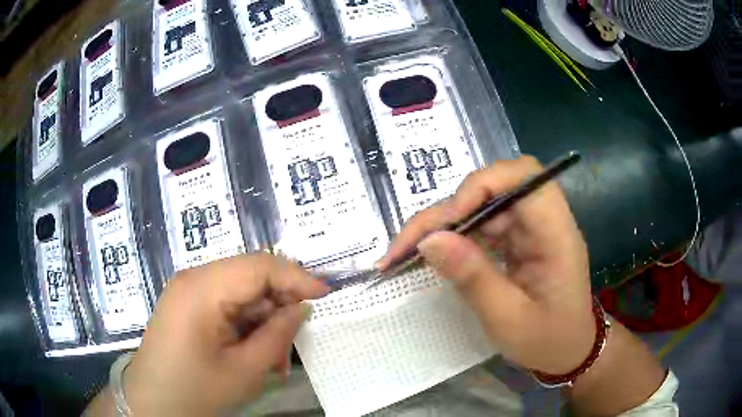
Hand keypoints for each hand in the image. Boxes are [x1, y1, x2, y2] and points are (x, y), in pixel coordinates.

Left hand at [121, 254, 329, 415]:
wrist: (152, 403)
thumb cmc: (195, 391)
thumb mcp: (245, 370)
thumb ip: (277, 334)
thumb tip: (301, 307)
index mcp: (202, 289)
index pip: (260, 265)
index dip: (297, 277)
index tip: (326, 297)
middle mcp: (193, 279)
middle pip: (250, 276)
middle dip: (279, 305)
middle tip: (296, 340)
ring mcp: (187, 291)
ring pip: (240, 292)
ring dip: (263, 320)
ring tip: (274, 358)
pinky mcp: (187, 305)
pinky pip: (225, 304)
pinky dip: (246, 325)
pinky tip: (253, 353)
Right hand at [378, 156, 594, 374]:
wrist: (568, 352)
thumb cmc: (547, 341)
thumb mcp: (508, 319)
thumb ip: (473, 278)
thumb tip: (430, 241)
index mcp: (556, 234)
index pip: (524, 178)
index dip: (483, 185)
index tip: (449, 220)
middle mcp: (544, 222)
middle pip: (495, 188)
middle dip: (451, 208)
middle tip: (413, 241)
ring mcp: (530, 229)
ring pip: (483, 205)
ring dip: (447, 223)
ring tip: (410, 248)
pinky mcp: (518, 240)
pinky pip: (484, 224)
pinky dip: (456, 235)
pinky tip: (437, 252)